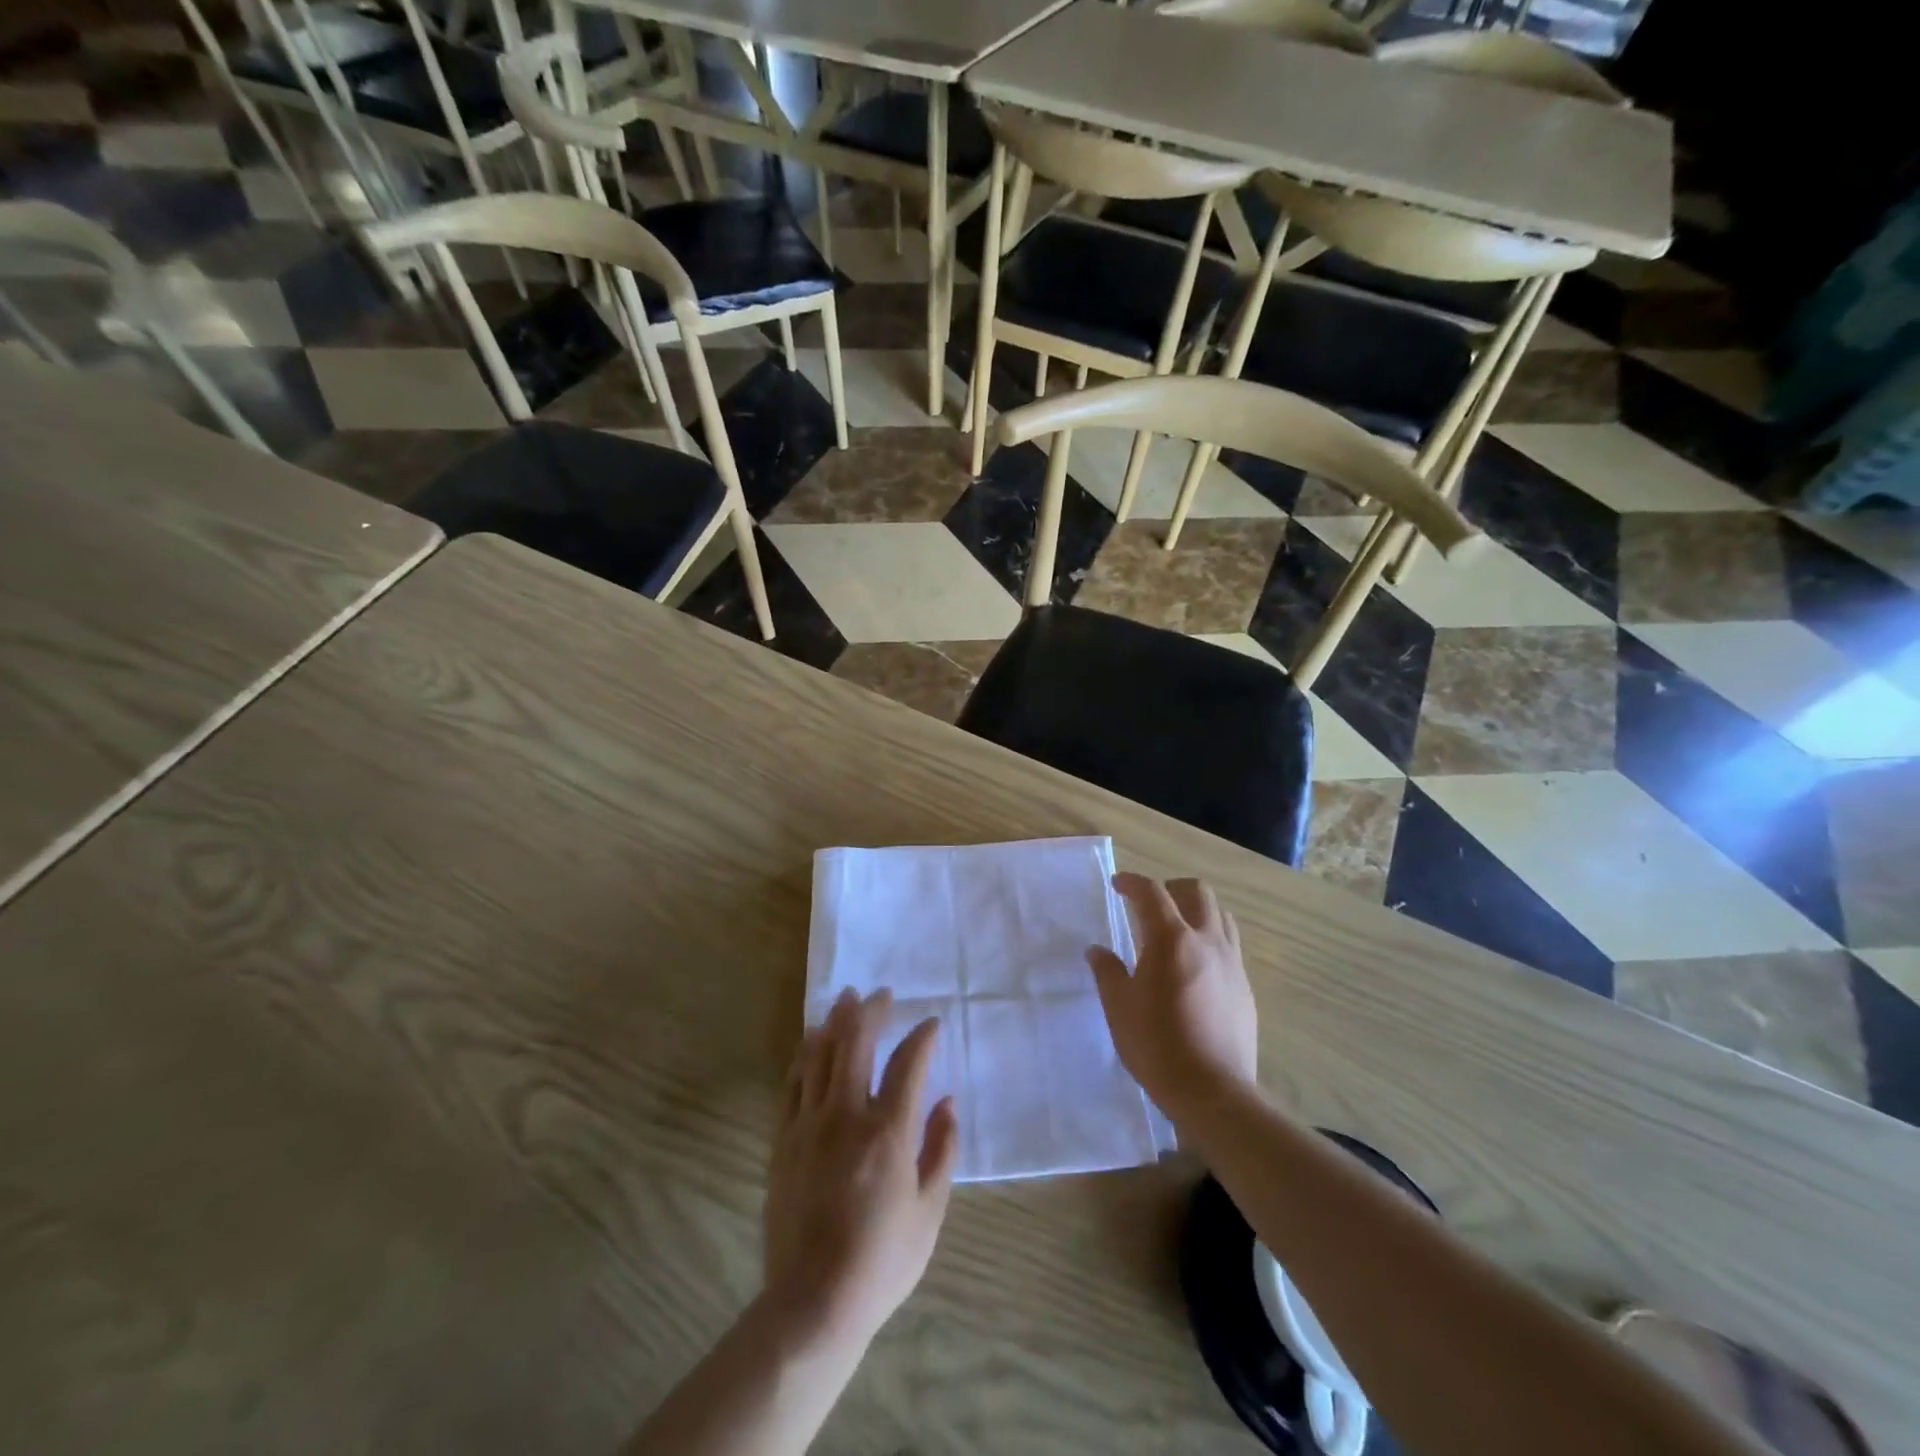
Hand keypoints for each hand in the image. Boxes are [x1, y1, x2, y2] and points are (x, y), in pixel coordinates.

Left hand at [764, 989, 958, 1352]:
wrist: (814, 1302)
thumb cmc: (882, 1260)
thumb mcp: (930, 1211)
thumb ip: (942, 1150)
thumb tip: (947, 1103)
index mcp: (888, 1132)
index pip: (908, 1065)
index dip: (922, 1037)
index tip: (931, 1023)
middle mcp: (847, 1116)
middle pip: (856, 1043)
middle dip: (871, 1011)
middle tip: (881, 994)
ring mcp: (809, 1125)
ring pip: (821, 1055)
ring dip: (836, 1022)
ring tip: (846, 999)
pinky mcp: (784, 1140)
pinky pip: (793, 1083)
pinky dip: (804, 1055)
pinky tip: (810, 1040)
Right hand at [1086, 873, 1257, 1119]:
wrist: (1214, 1092)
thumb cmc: (1157, 1046)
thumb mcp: (1119, 1008)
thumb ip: (1107, 972)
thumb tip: (1097, 951)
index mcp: (1171, 940)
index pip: (1152, 892)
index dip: (1132, 882)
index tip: (1118, 885)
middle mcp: (1207, 941)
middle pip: (1197, 892)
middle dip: (1171, 888)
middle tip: (1150, 904)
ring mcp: (1232, 963)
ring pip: (1221, 915)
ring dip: (1197, 911)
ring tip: (1177, 930)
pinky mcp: (1245, 987)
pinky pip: (1230, 945)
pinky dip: (1211, 940)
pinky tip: (1195, 967)